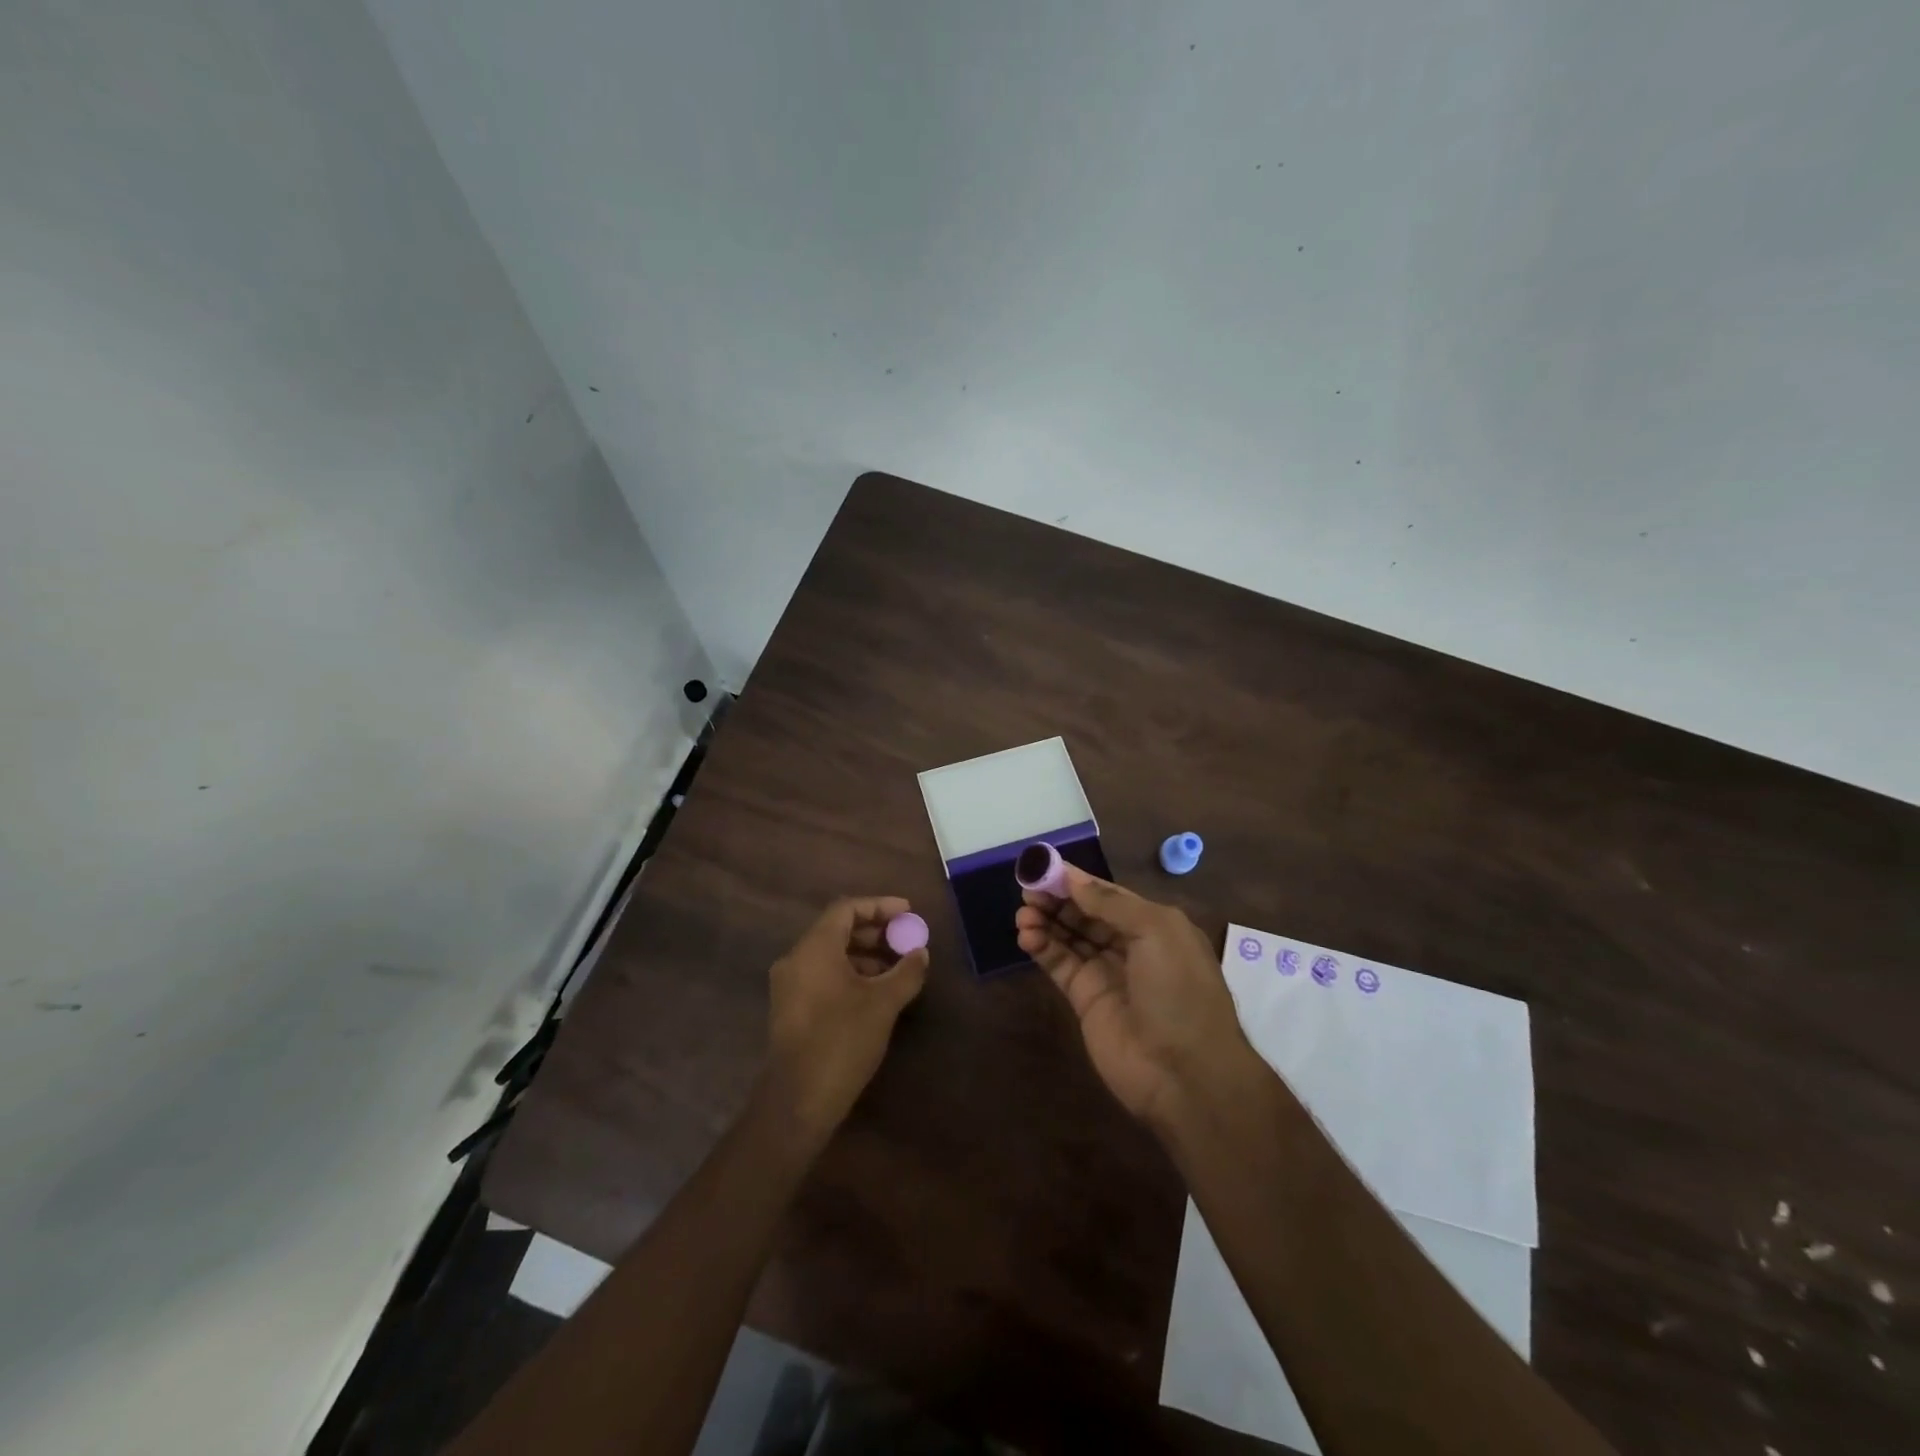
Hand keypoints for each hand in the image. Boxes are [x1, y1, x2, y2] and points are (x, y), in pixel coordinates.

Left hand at [763, 897, 928, 1143]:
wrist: (797, 1101)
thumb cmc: (842, 1041)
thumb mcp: (883, 1004)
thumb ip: (906, 972)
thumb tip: (920, 953)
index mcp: (814, 948)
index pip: (846, 909)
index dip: (880, 906)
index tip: (908, 912)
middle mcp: (796, 959)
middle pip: (837, 929)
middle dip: (874, 931)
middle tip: (905, 939)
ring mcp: (789, 985)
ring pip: (830, 954)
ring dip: (864, 954)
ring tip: (897, 968)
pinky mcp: (790, 1008)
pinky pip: (822, 974)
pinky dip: (849, 973)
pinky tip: (874, 992)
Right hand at [1016, 866, 1252, 1125]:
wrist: (1185, 1073)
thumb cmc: (1179, 990)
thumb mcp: (1156, 931)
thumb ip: (1110, 903)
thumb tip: (1073, 878)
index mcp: (1155, 925)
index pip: (1108, 895)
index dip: (1076, 881)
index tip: (1044, 867)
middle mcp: (1130, 946)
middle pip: (1085, 914)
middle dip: (1057, 900)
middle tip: (1027, 891)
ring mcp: (1107, 974)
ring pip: (1069, 938)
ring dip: (1046, 922)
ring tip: (1023, 914)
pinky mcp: (1085, 1000)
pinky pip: (1060, 965)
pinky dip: (1042, 948)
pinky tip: (1026, 936)